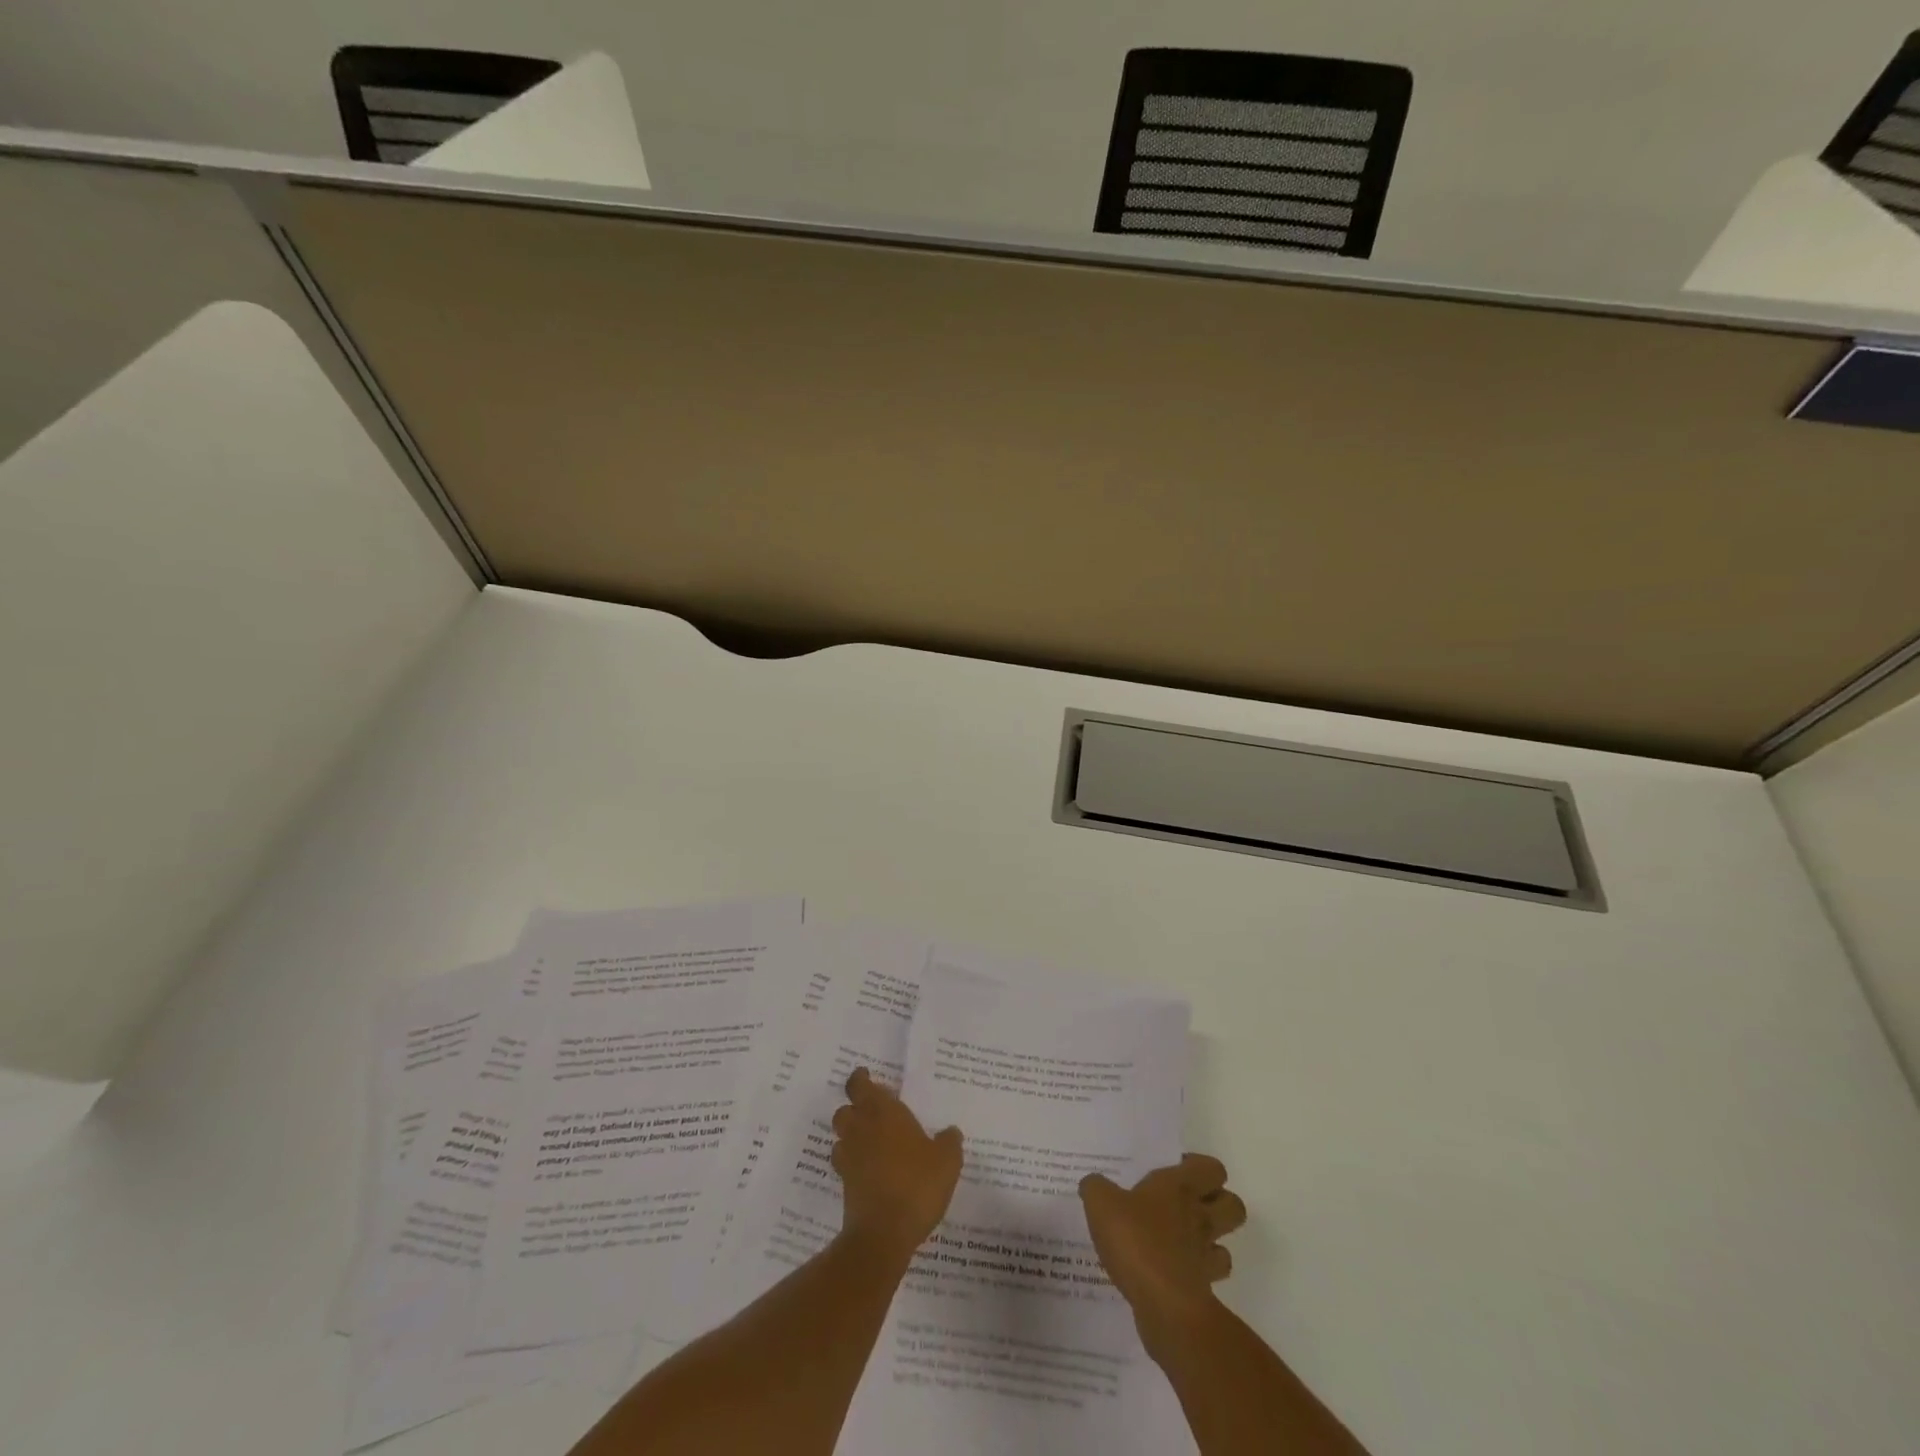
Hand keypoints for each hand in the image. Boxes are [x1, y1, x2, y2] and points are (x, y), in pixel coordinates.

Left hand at [831, 1067, 963, 1261]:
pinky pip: (845, 1163)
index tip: (865, 1076)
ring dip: (851, 1135)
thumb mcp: (947, 1161)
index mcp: (883, 1112)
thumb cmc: (917, 1184)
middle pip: (845, 1110)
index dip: (860, 1079)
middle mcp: (861, 1129)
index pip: (860, 1086)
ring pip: (841, 1136)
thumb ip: (949, 1142)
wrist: (883, 1233)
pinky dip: (853, 1162)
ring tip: (871, 1142)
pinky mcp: (845, 1185)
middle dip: (855, 1108)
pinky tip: (871, 1171)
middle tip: (873, 1112)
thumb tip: (951, 1132)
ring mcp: (849, 1157)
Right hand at [1080, 1154, 1247, 1332]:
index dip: (1198, 1168)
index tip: (1174, 1172)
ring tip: (1180, 1241)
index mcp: (1181, 1187)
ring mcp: (1205, 1256)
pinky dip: (1194, 1275)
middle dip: (1218, 1204)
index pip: (1212, 1168)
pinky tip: (1168, 1272)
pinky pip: (1207, 1278)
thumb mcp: (1101, 1203)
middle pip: (1234, 1205)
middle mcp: (1200, 1217)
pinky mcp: (1203, 1291)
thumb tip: (1094, 1184)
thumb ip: (1096, 1188)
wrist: (1164, 1306)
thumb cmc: (1136, 1240)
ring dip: (1210, 1242)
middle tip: (1185, 1205)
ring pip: (1226, 1244)